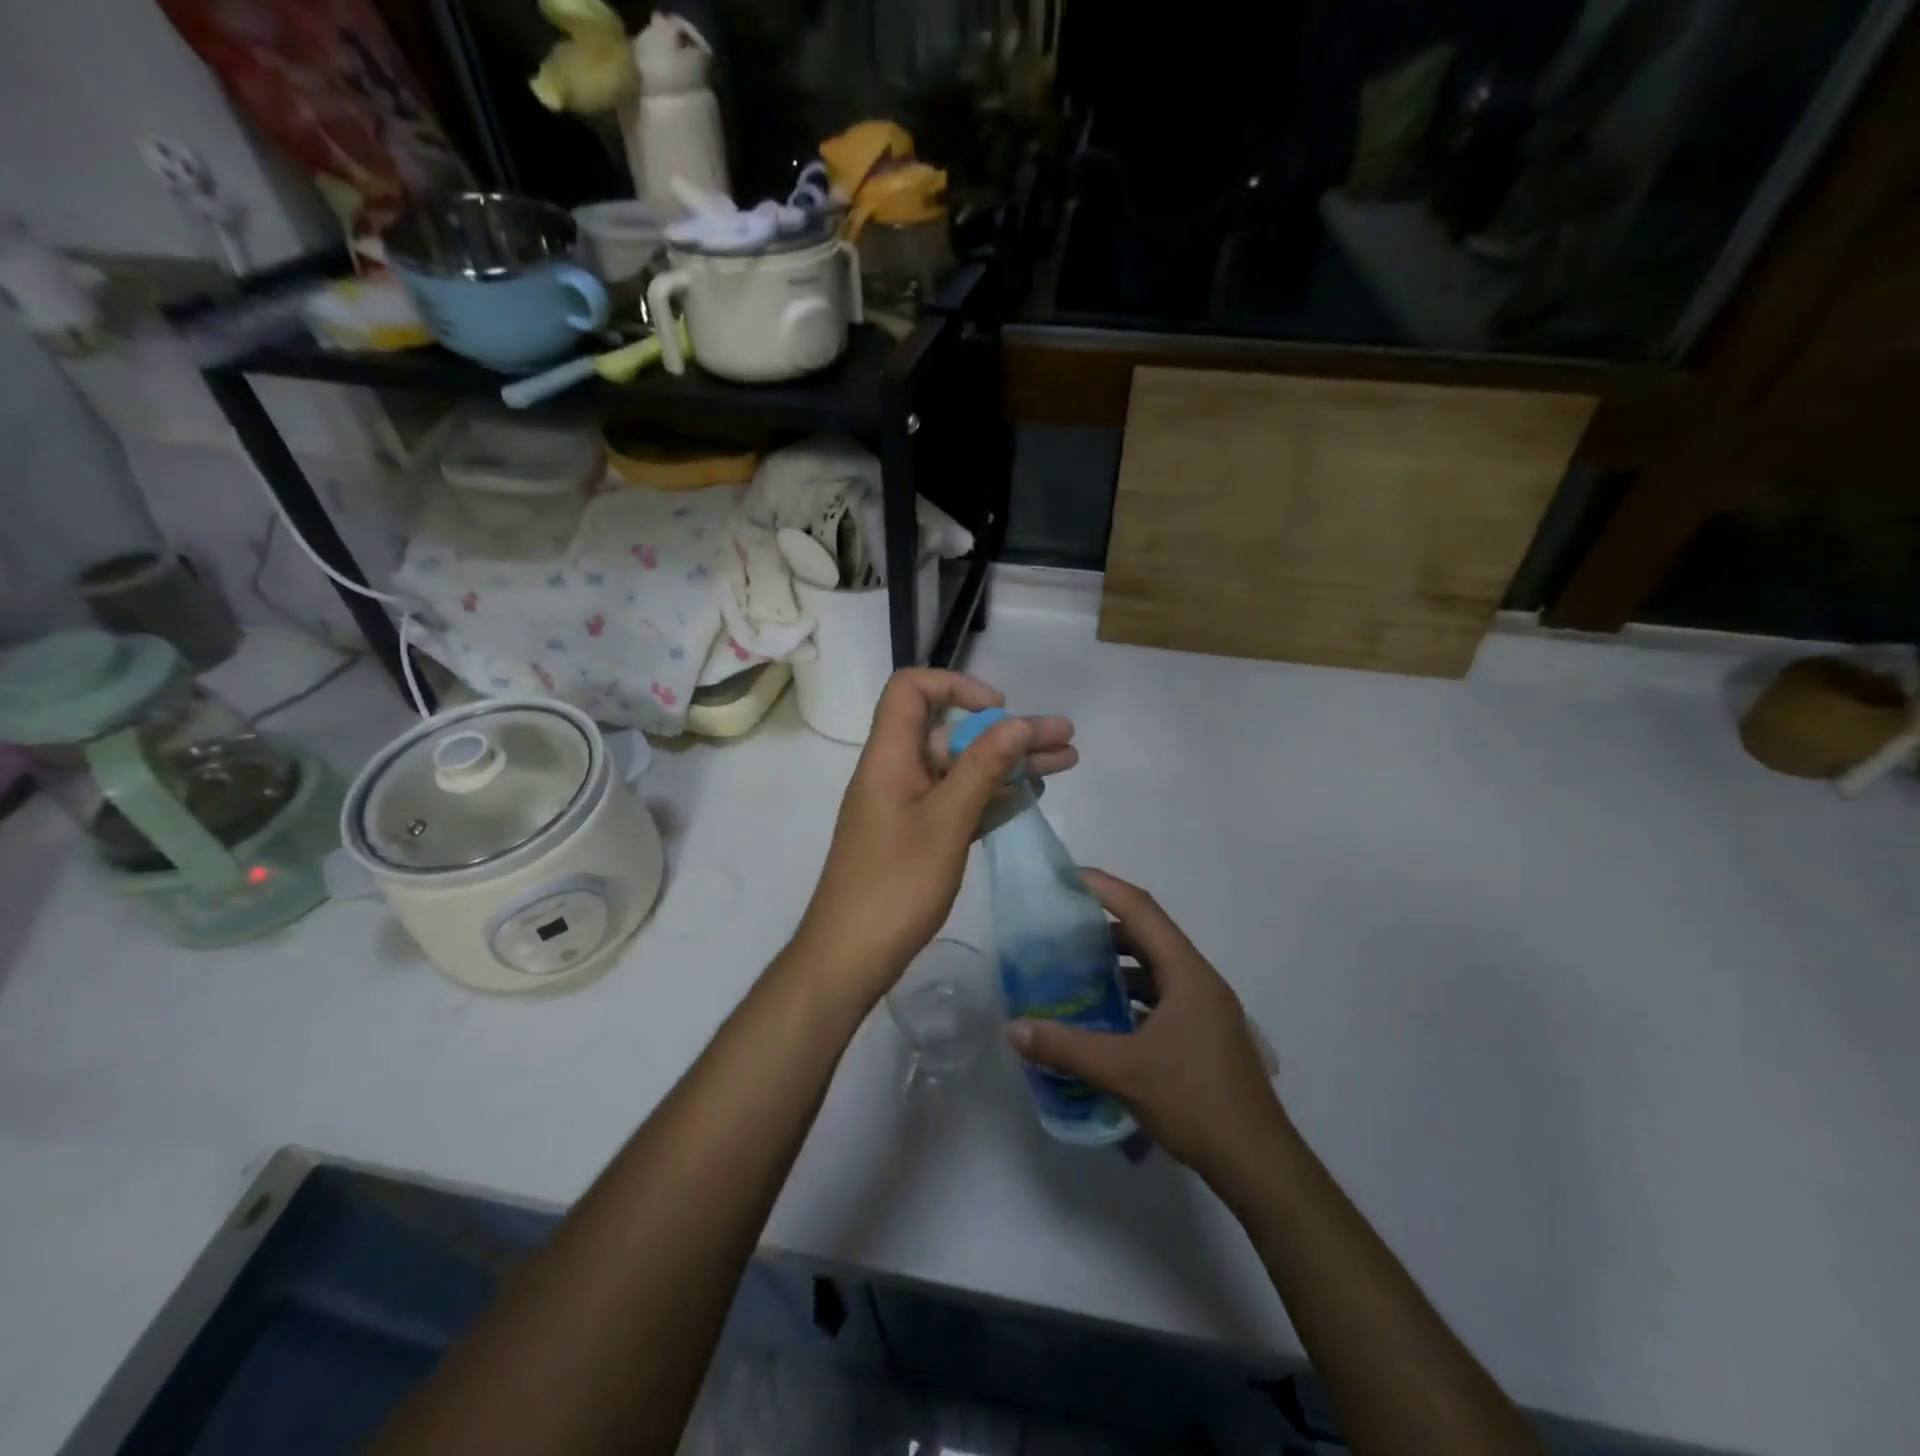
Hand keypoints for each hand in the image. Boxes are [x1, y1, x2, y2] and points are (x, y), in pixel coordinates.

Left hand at [794, 669, 1076, 1001]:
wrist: (849, 956)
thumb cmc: (895, 885)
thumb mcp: (945, 822)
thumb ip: (982, 768)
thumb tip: (1016, 721)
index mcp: (890, 756)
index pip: (911, 690)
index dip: (955, 686)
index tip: (999, 710)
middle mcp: (897, 771)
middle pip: (953, 732)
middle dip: (1008, 732)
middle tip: (1065, 738)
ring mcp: (907, 805)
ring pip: (962, 769)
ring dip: (1010, 763)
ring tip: (1066, 762)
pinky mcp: (917, 835)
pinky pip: (958, 800)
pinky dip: (992, 795)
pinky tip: (1032, 796)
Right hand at [1006, 870, 1281, 1185]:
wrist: (1259, 1163)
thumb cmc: (1195, 1102)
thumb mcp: (1123, 1071)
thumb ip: (1065, 1047)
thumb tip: (1013, 1028)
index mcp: (1186, 972)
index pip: (1140, 909)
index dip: (1103, 887)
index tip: (1066, 876)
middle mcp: (1199, 980)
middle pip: (1148, 935)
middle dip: (1103, 926)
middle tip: (1061, 928)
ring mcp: (1206, 1008)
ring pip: (1155, 968)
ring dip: (1117, 964)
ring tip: (1075, 970)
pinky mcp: (1204, 1034)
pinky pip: (1161, 996)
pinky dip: (1131, 995)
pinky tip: (1104, 1016)